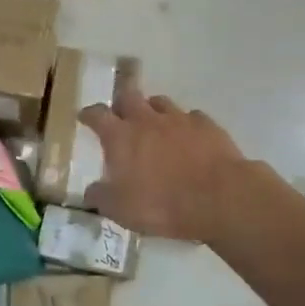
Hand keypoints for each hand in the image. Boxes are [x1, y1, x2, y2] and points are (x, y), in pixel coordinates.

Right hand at [81, 85, 248, 242]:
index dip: (89, 114)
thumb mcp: (120, 210)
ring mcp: (179, 119)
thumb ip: (101, 198)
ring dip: (153, 110)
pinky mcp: (207, 125)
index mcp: (120, 137)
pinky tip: (188, 137)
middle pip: (129, 95)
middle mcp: (147, 120)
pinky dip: (185, 124)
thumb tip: (90, 192)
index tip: (85, 117)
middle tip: (120, 113)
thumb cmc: (161, 204)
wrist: (219, 199)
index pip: (97, 115)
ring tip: (154, 123)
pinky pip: (191, 117)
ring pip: (160, 102)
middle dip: (121, 102)